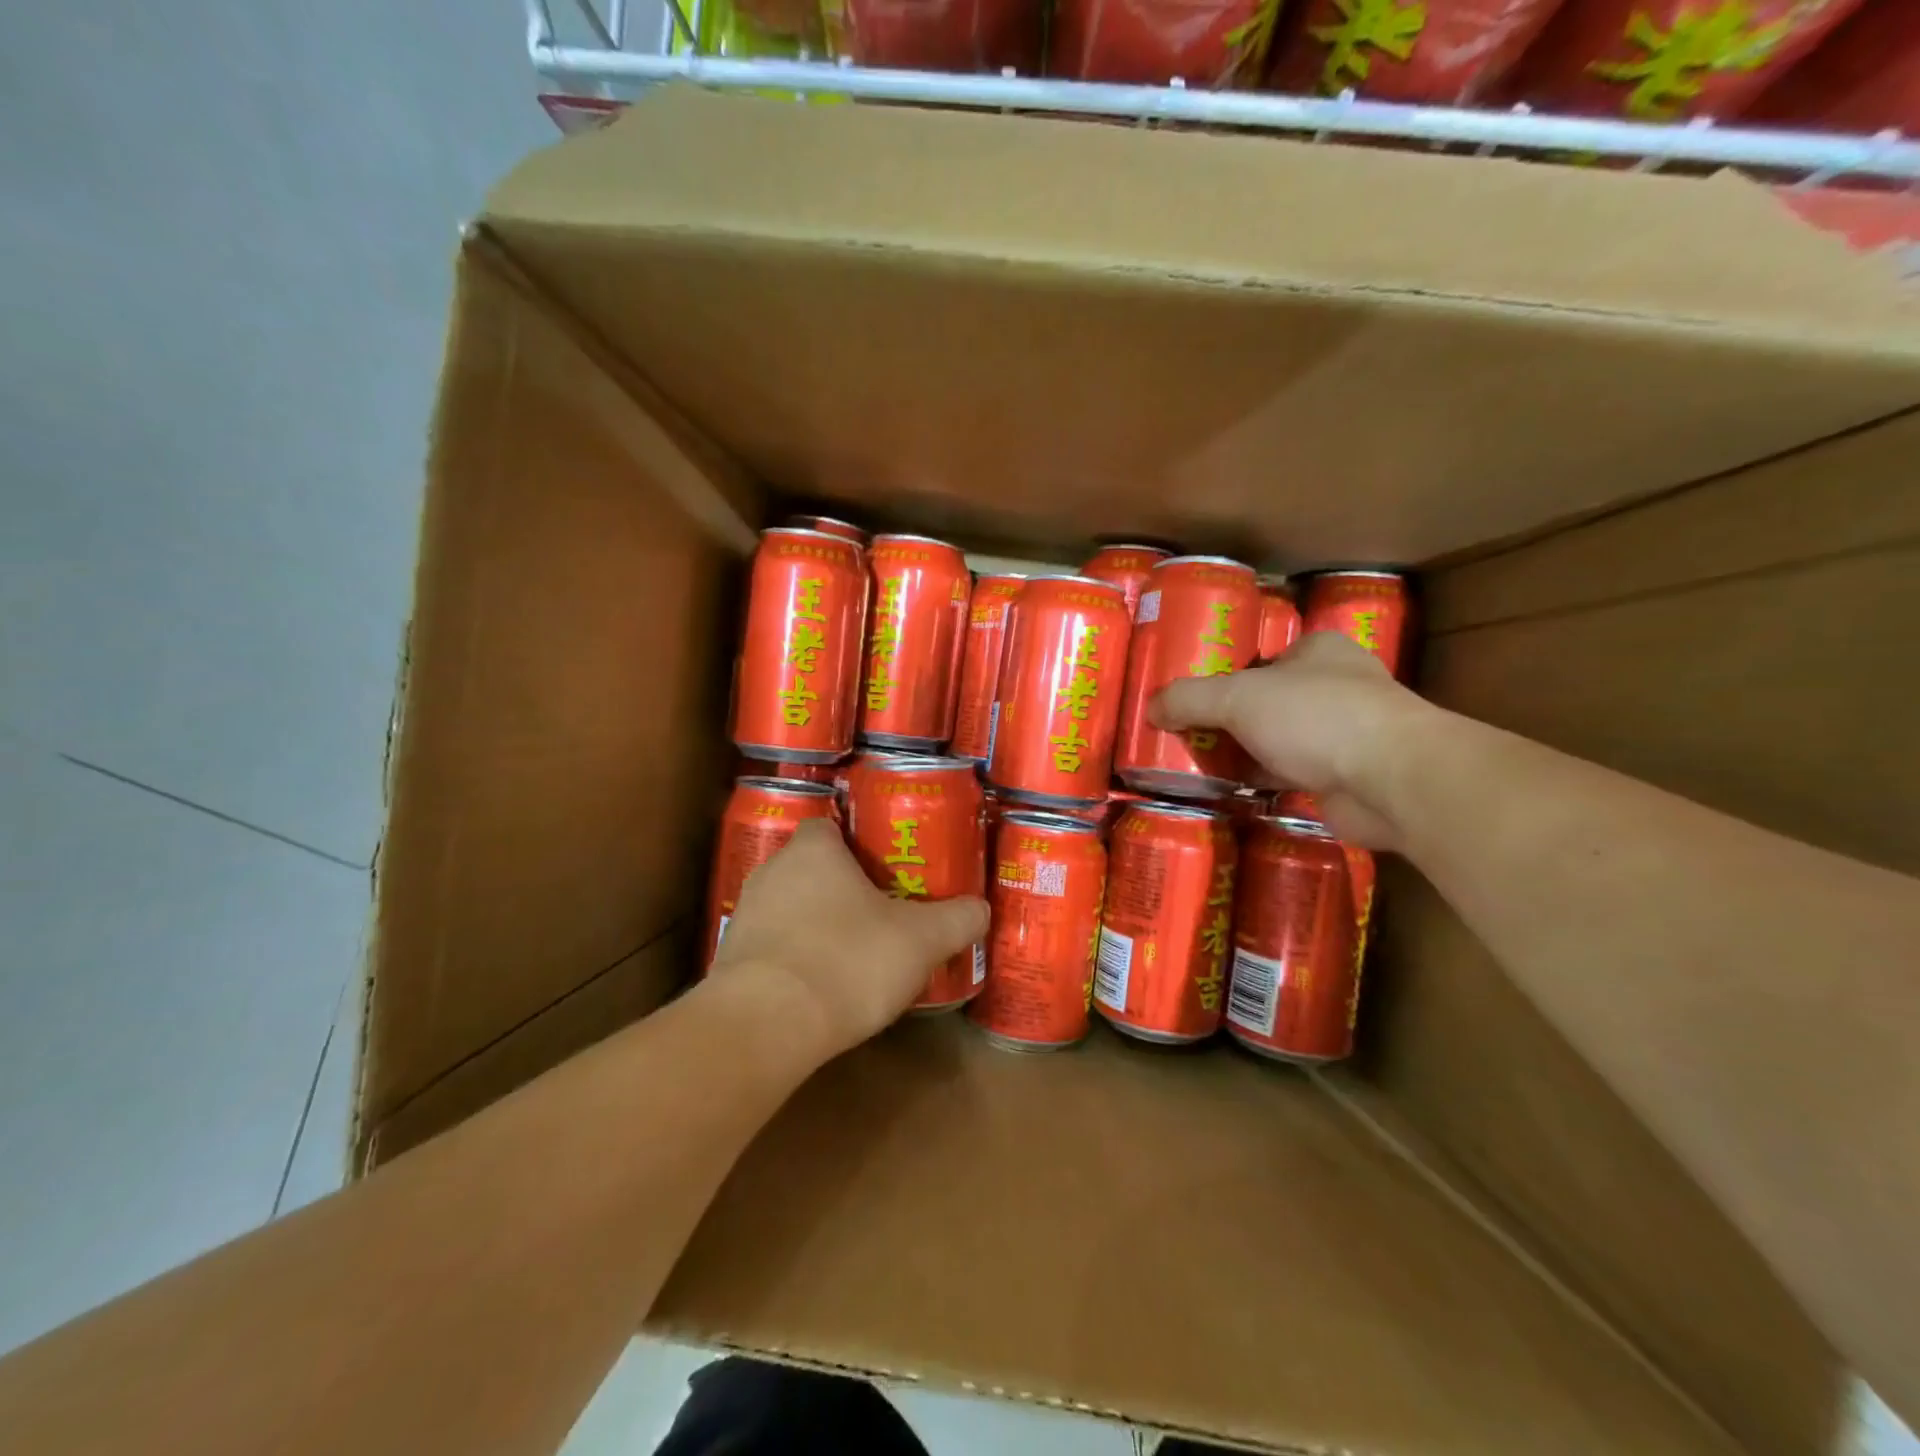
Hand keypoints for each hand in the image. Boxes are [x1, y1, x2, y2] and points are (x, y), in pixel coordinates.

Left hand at [709, 820, 989, 1060]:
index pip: (830, 825)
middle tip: (880, 910)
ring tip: (853, 952)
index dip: (857, 842)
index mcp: (813, 850)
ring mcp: (745, 914)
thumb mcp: (921, 940)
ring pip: (790, 907)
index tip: (885, 867)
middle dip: (842, 886)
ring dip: (816, 923)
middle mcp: (772, 870)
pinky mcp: (731, 959)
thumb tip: (981, 909)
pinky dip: (795, 958)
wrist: (766, 1026)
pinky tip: (821, 986)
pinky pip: (772, 946)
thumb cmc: (848, 960)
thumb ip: (956, 919)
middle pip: (811, 867)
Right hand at [1150, 632, 1432, 848]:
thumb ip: (1189, 699)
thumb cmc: (1316, 718)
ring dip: (1242, 752)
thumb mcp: (1238, 698)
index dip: (1223, 675)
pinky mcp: (1342, 776)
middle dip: (1227, 718)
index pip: (1261, 658)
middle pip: (1265, 700)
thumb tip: (1150, 708)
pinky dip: (1260, 780)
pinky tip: (1226, 789)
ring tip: (1193, 762)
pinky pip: (1287, 774)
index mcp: (1318, 651)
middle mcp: (1335, 687)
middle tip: (1182, 733)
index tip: (1188, 697)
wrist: (1390, 781)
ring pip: (1276, 739)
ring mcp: (1343, 734)